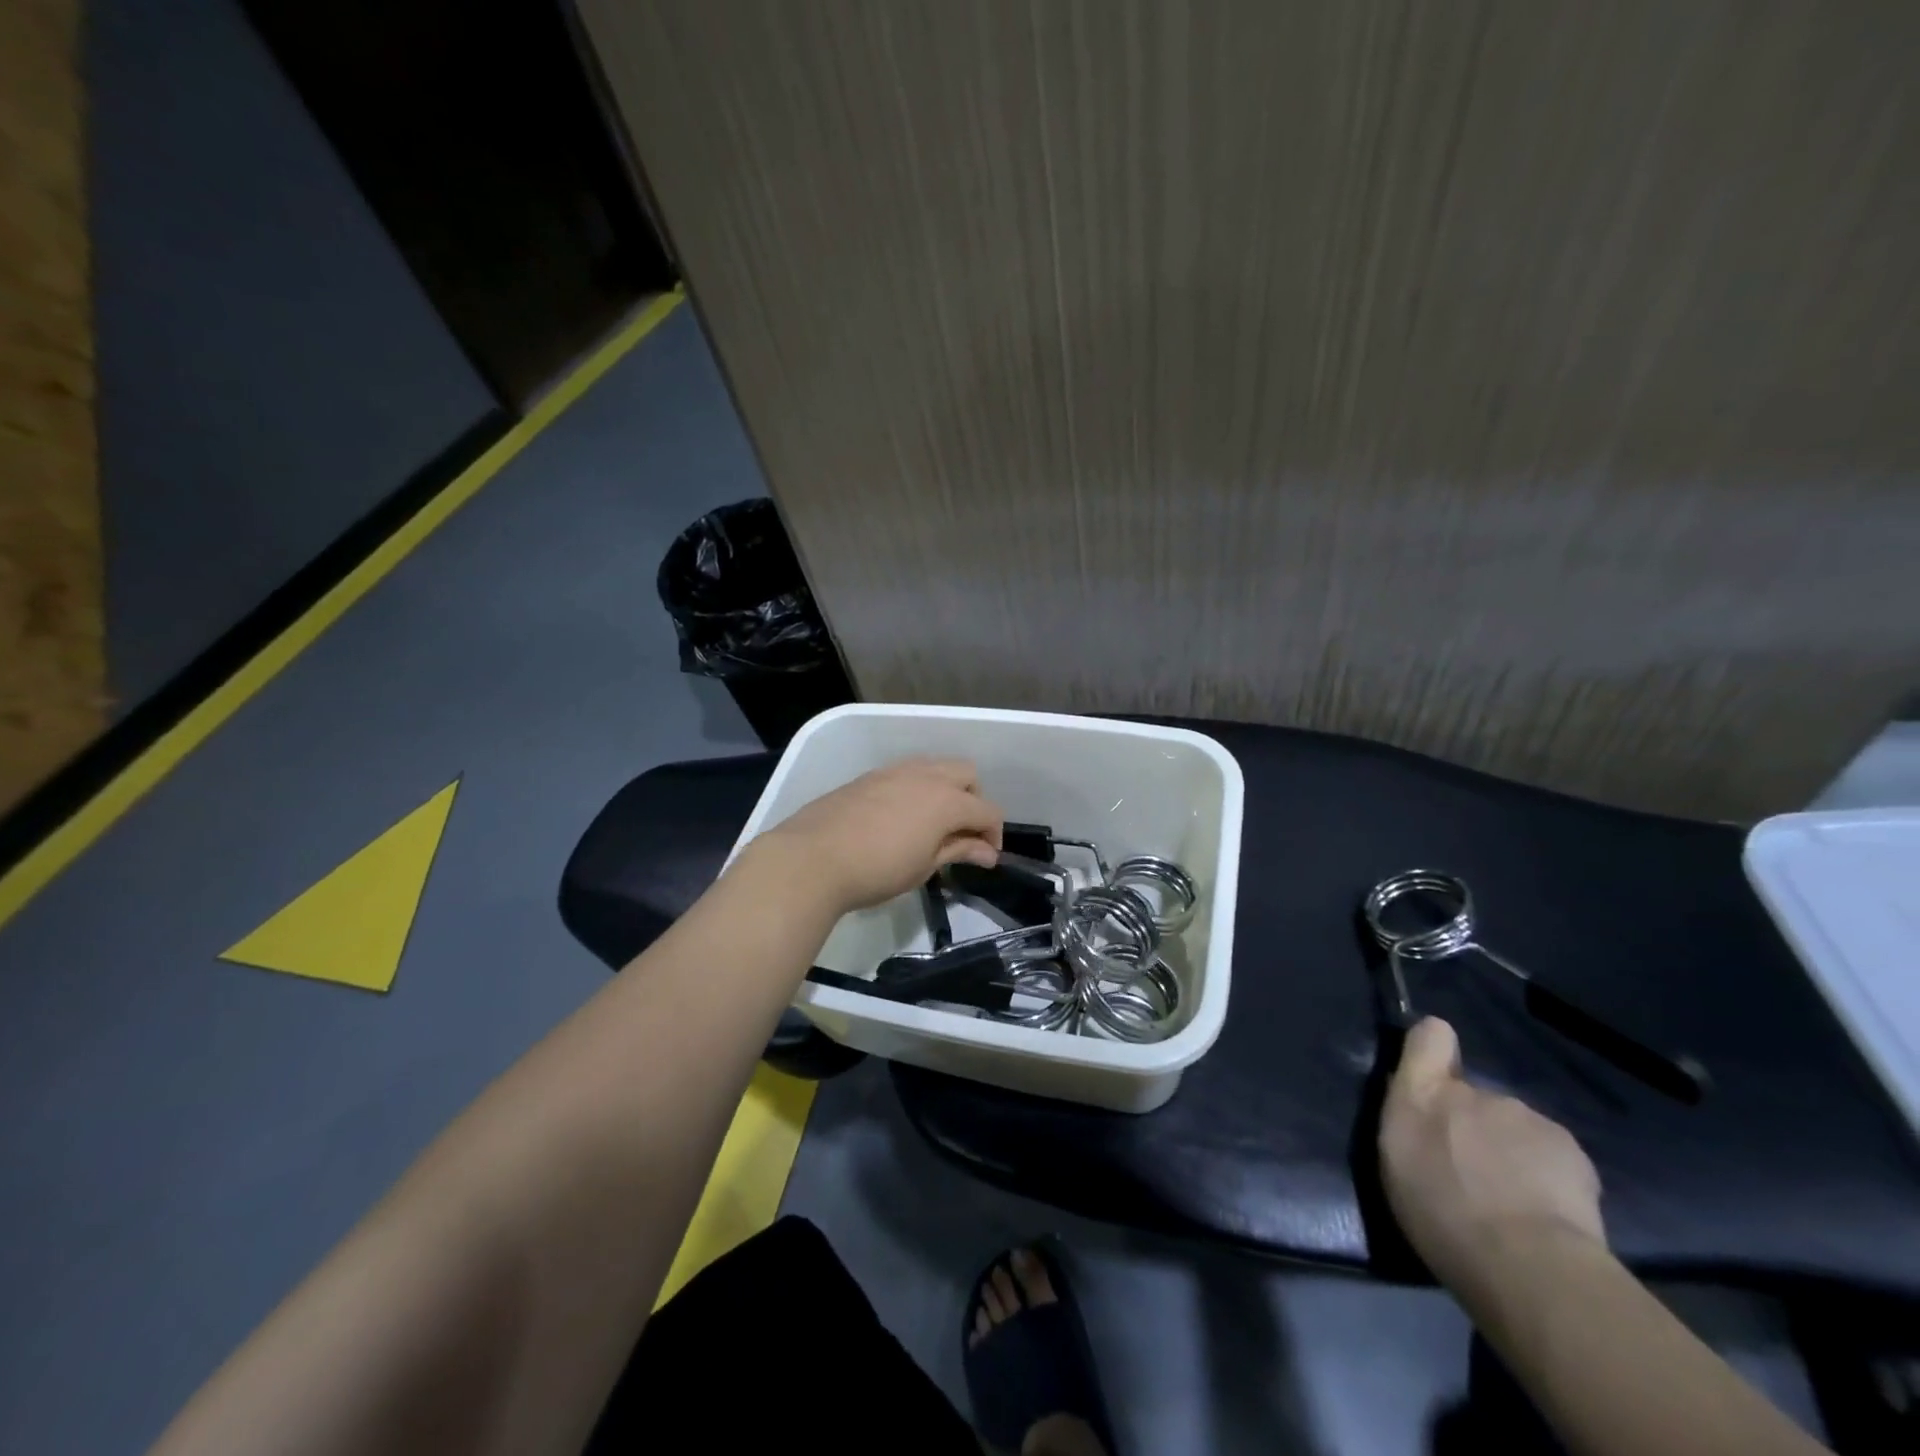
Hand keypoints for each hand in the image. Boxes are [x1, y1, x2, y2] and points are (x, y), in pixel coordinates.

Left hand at [756, 757, 1003, 913]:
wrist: (813, 858)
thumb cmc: (877, 869)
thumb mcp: (924, 866)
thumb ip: (958, 850)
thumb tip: (988, 852)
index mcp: (946, 800)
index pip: (987, 810)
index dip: (994, 834)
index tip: (986, 857)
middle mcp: (926, 776)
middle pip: (967, 774)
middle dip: (974, 800)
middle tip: (961, 833)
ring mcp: (895, 771)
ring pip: (936, 766)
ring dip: (946, 789)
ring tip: (932, 823)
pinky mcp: (870, 776)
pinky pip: (907, 772)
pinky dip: (918, 788)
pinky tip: (902, 816)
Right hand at [1379, 1017, 1605, 1293]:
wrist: (1528, 1263)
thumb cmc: (1442, 1217)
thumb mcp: (1396, 1165)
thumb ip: (1406, 1122)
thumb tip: (1419, 1105)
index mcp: (1421, 1094)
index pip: (1430, 1036)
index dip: (1433, 1048)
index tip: (1435, 1072)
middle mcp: (1472, 1092)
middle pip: (1472, 1094)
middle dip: (1473, 1123)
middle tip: (1474, 1172)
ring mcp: (1523, 1115)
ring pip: (1512, 1125)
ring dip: (1510, 1150)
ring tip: (1514, 1200)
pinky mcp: (1568, 1145)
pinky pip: (1550, 1151)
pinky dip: (1547, 1173)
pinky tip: (1548, 1210)